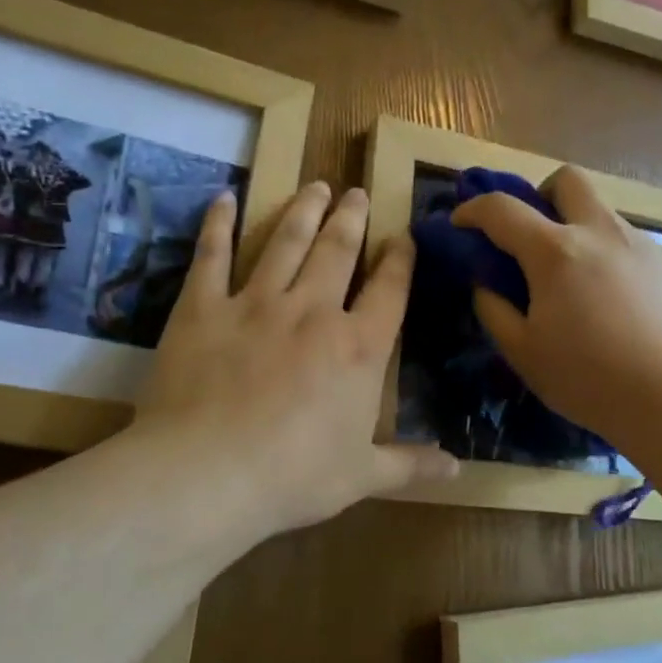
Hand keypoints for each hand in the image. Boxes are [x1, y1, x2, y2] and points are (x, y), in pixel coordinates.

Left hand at [131, 182, 457, 541]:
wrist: (207, 474)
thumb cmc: (294, 477)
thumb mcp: (363, 476)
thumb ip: (410, 465)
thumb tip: (459, 470)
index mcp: (358, 347)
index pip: (389, 290)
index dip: (399, 259)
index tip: (403, 235)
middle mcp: (312, 311)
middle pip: (338, 251)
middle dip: (351, 218)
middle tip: (356, 193)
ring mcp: (255, 303)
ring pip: (285, 241)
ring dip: (303, 210)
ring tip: (315, 185)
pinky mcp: (203, 308)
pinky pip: (212, 255)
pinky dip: (218, 224)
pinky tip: (224, 198)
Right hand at [451, 167, 661, 445]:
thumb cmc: (587, 380)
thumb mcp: (522, 352)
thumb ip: (493, 308)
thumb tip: (486, 282)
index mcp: (556, 251)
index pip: (502, 209)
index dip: (474, 210)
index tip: (462, 223)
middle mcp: (602, 232)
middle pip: (568, 179)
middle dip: (544, 195)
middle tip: (538, 236)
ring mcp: (646, 245)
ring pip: (607, 217)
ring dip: (586, 236)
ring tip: (589, 288)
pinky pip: (639, 249)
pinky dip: (621, 266)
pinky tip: (629, 309)